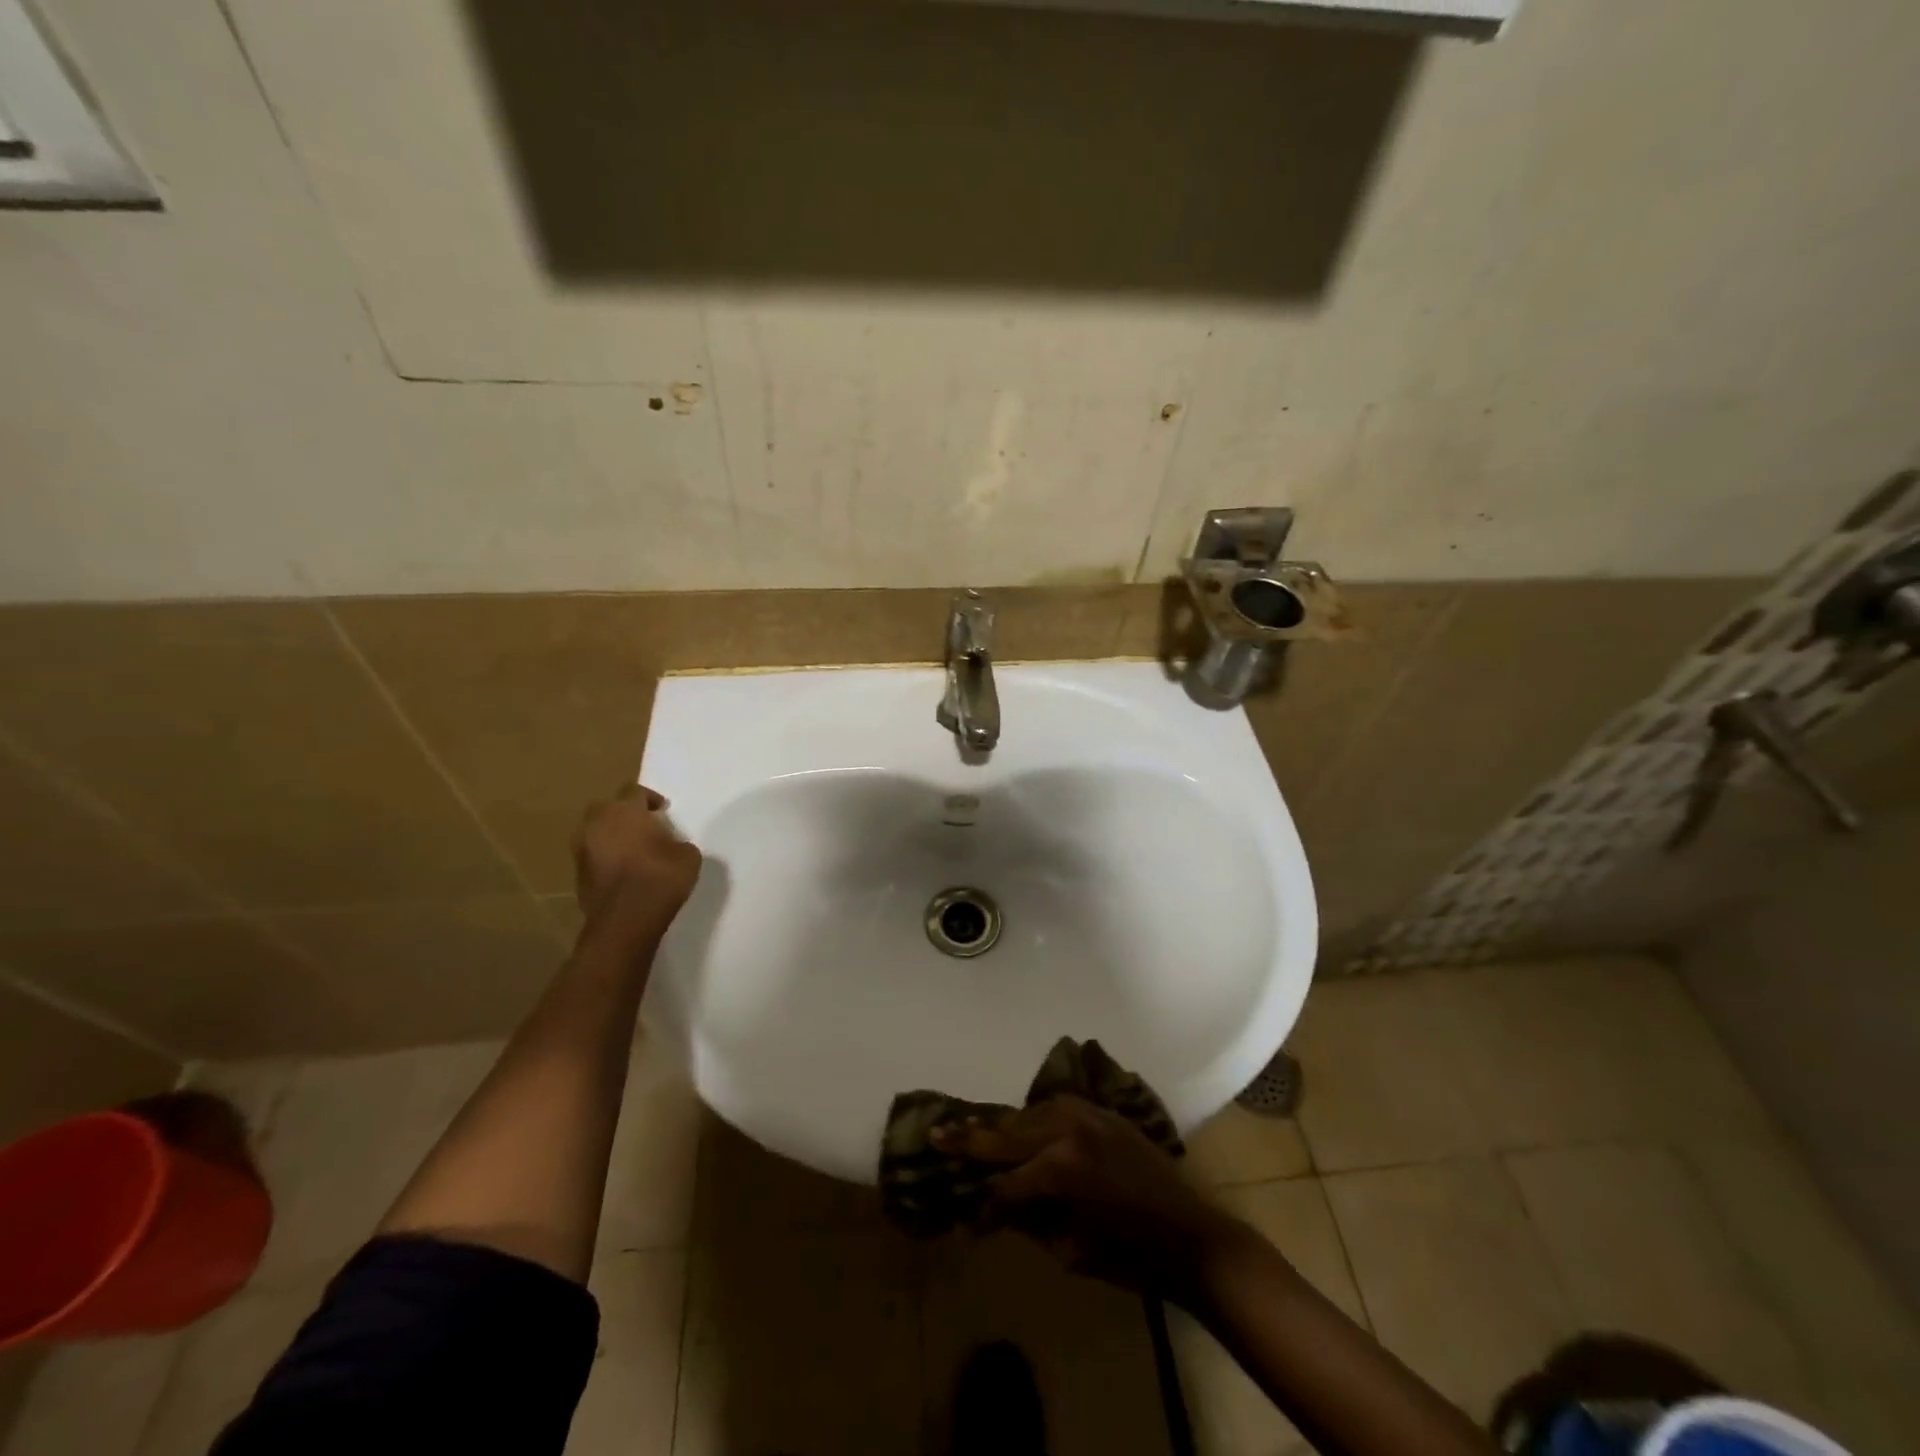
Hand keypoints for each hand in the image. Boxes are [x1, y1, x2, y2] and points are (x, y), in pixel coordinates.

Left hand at [572, 784, 702, 947]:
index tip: (663, 810)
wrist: (625, 922)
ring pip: (596, 831)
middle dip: (624, 812)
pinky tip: (623, 870)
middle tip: (643, 825)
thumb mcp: (688, 856)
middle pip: (608, 807)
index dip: (650, 798)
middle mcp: (598, 823)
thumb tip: (669, 846)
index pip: (634, 790)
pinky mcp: (577, 873)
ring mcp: (582, 849)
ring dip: (611, 835)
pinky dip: (605, 857)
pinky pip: (592, 854)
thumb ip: (677, 842)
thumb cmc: (661, 879)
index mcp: (625, 811)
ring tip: (632, 849)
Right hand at [934, 1095, 1250, 1302]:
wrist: (1190, 1234)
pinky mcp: (1100, 1112)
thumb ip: (1030, 1219)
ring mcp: (1085, 1114)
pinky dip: (1032, 1117)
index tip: (968, 1223)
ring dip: (1000, 1126)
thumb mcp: (1070, 1249)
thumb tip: (1000, 1204)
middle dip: (969, 1140)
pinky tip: (1018, 1125)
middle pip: (1006, 1135)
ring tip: (968, 1129)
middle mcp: (1067, 1131)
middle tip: (934, 1133)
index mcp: (1059, 1169)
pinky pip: (1055, 1107)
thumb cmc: (1130, 1255)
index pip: (1005, 1185)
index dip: (984, 1206)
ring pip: (1027, 1114)